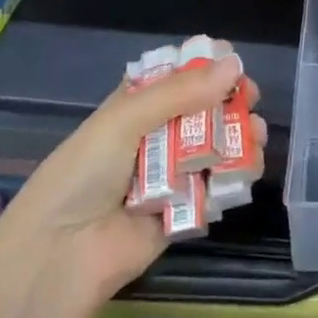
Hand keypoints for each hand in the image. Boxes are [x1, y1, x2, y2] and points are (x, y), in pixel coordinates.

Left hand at [1, 48, 258, 300]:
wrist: (62, 255)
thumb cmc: (84, 174)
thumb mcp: (124, 120)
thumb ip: (180, 92)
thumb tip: (234, 64)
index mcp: (133, 109)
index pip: (175, 78)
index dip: (205, 67)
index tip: (233, 61)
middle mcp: (154, 138)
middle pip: (203, 111)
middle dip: (230, 101)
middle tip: (251, 99)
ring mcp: (172, 175)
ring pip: (217, 147)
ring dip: (241, 136)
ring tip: (256, 135)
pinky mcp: (186, 211)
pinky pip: (218, 187)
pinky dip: (237, 175)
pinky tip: (248, 168)